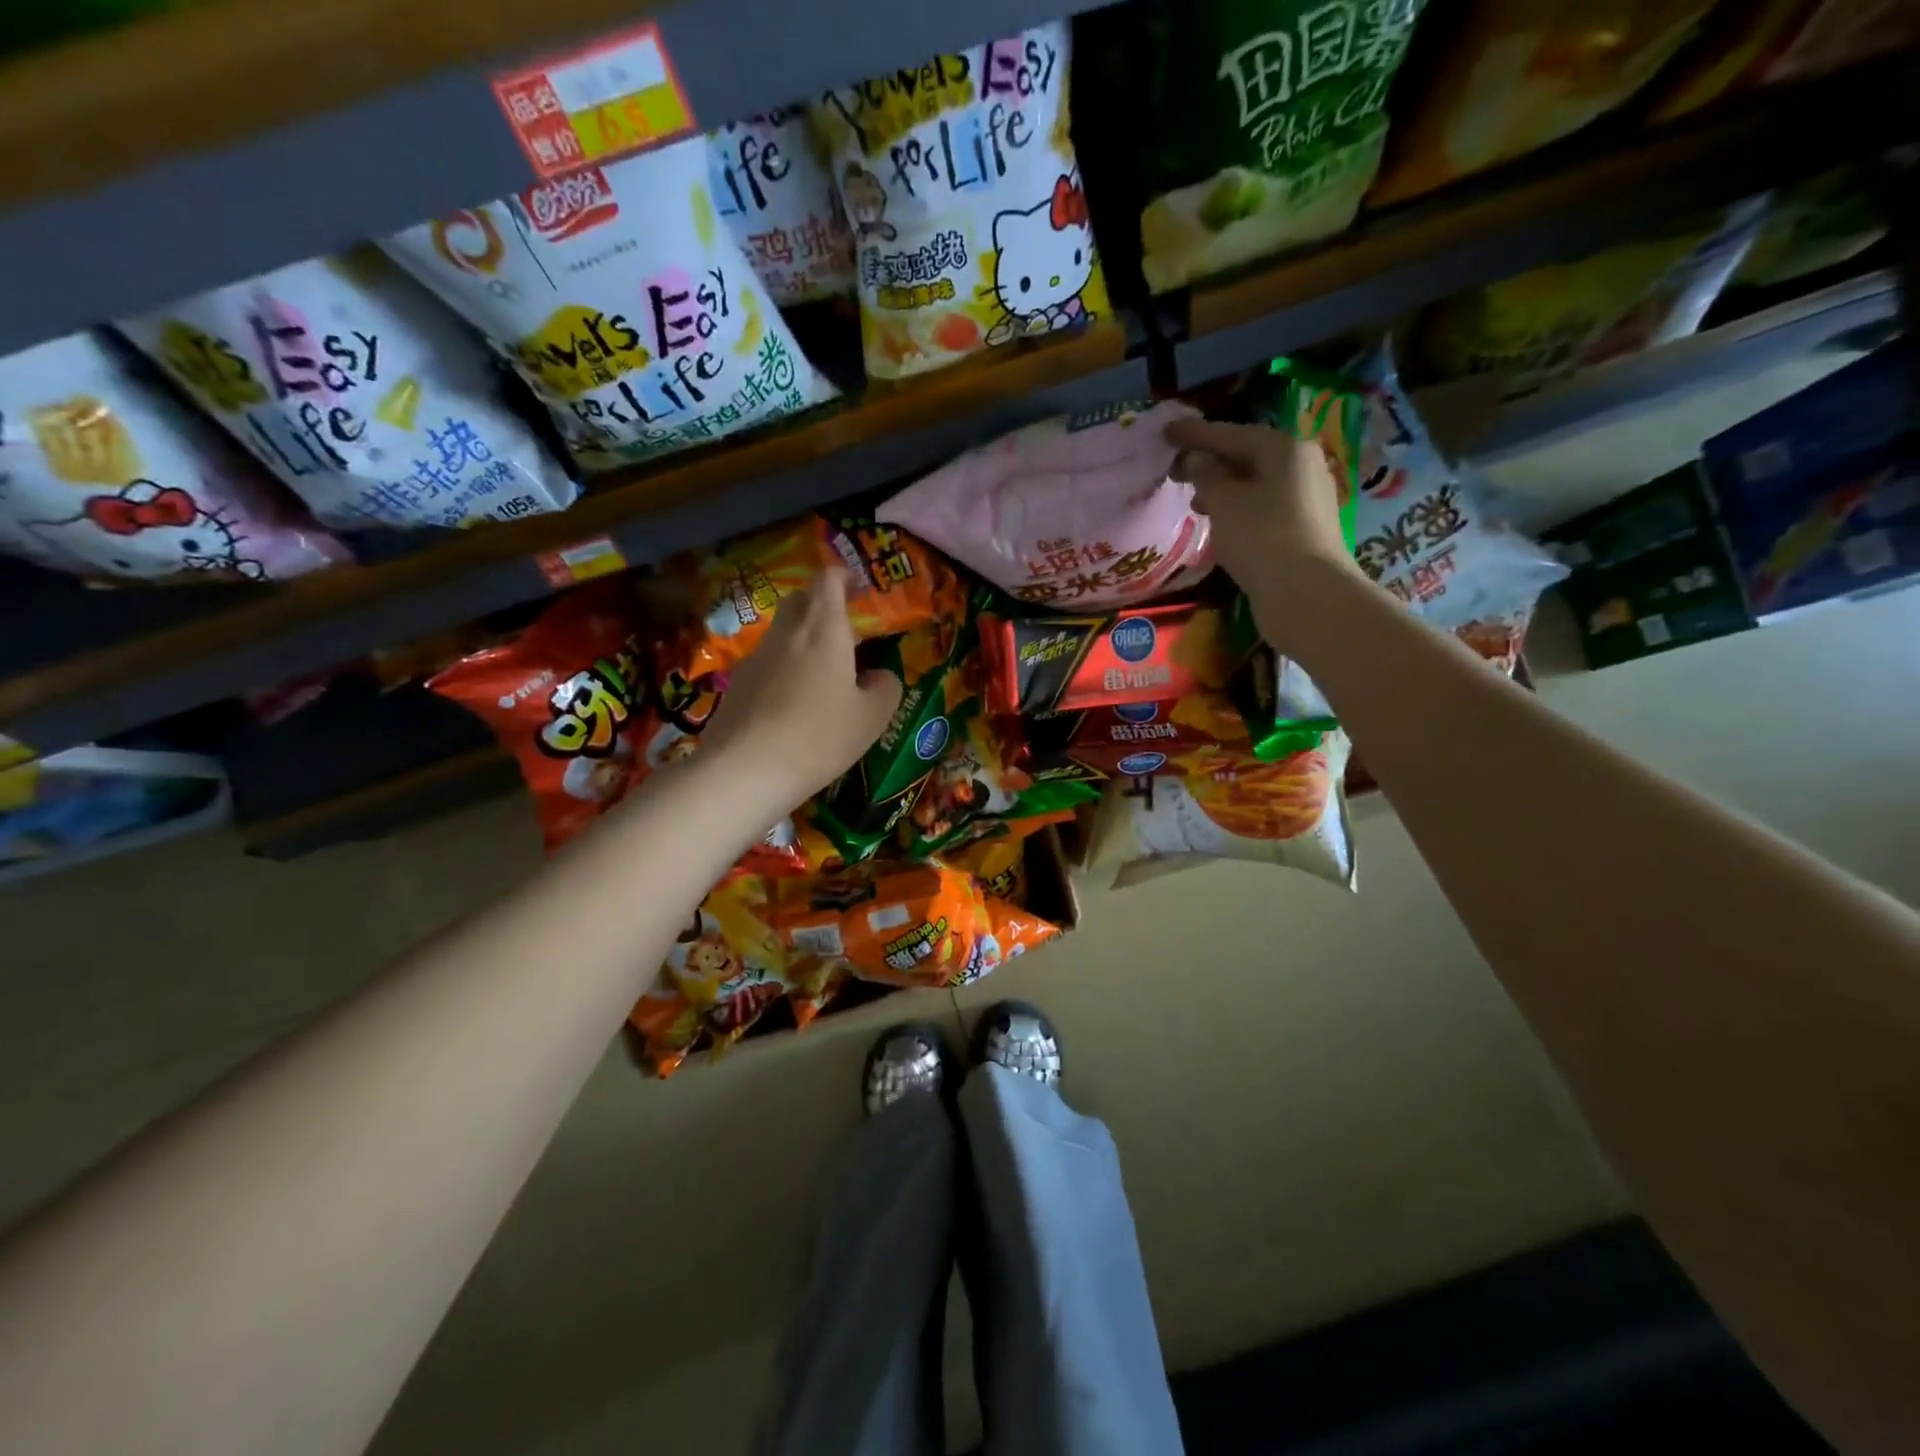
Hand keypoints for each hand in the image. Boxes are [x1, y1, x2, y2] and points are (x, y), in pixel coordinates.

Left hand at [696, 566, 903, 808]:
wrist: (745, 770)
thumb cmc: (819, 737)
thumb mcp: (871, 718)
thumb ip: (884, 689)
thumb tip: (880, 676)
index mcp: (824, 629)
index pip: (829, 579)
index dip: (845, 577)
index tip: (860, 589)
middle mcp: (787, 633)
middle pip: (801, 600)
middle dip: (823, 606)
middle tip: (846, 634)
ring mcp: (756, 657)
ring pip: (783, 633)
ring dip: (803, 641)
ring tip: (824, 675)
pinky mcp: (738, 684)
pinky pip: (767, 663)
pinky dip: (784, 670)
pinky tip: (794, 705)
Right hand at [1168, 417, 1366, 648]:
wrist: (1305, 592)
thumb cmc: (1260, 537)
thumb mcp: (1224, 501)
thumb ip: (1206, 474)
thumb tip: (1196, 458)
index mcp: (1283, 448)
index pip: (1230, 433)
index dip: (1194, 434)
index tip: (1165, 431)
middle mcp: (1300, 465)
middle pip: (1246, 455)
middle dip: (1209, 461)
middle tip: (1174, 470)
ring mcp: (1306, 497)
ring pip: (1254, 482)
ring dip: (1222, 487)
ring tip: (1193, 500)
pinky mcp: (1303, 527)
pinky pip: (1262, 505)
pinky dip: (1237, 507)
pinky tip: (1219, 520)